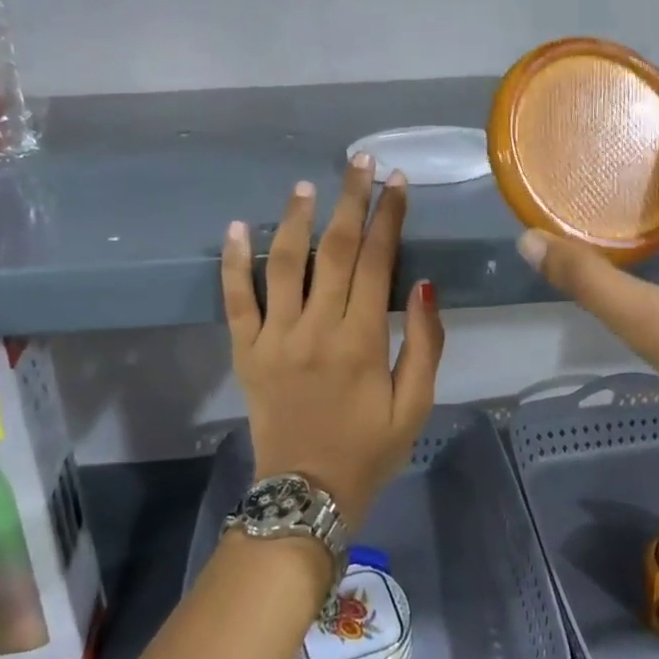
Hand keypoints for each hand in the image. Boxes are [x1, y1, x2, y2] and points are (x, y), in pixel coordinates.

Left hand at [221, 155, 444, 529]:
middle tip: (360, 162)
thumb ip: (425, 345)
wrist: (305, 496)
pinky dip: (232, 262)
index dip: (389, 217)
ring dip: (295, 219)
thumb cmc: (369, 451)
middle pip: (334, 250)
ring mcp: (273, 338)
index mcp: (361, 341)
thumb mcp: (415, 406)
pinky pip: (235, 300)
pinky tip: (235, 227)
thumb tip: (427, 286)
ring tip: (307, 185)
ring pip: (282, 263)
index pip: (377, 262)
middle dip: (350, 201)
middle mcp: (315, 329)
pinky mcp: (245, 352)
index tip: (397, 182)